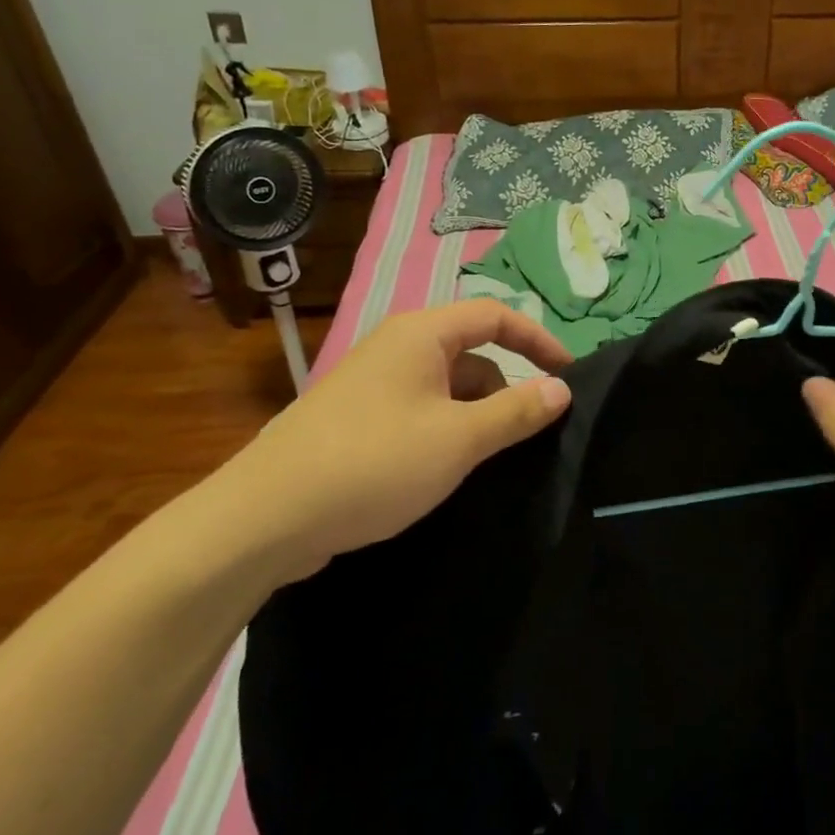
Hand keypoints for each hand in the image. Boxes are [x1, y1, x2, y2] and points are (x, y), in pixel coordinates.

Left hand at [207, 300, 572, 583]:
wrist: (266, 518)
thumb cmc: (374, 463)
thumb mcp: (459, 438)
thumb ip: (516, 411)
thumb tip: (561, 388)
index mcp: (420, 335)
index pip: (495, 316)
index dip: (538, 340)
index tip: (568, 376)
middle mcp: (396, 349)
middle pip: (471, 354)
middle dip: (505, 389)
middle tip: (529, 435)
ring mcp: (373, 386)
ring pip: (445, 389)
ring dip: (475, 417)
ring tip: (489, 461)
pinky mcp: (357, 422)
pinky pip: (419, 414)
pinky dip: (445, 433)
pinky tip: (448, 473)